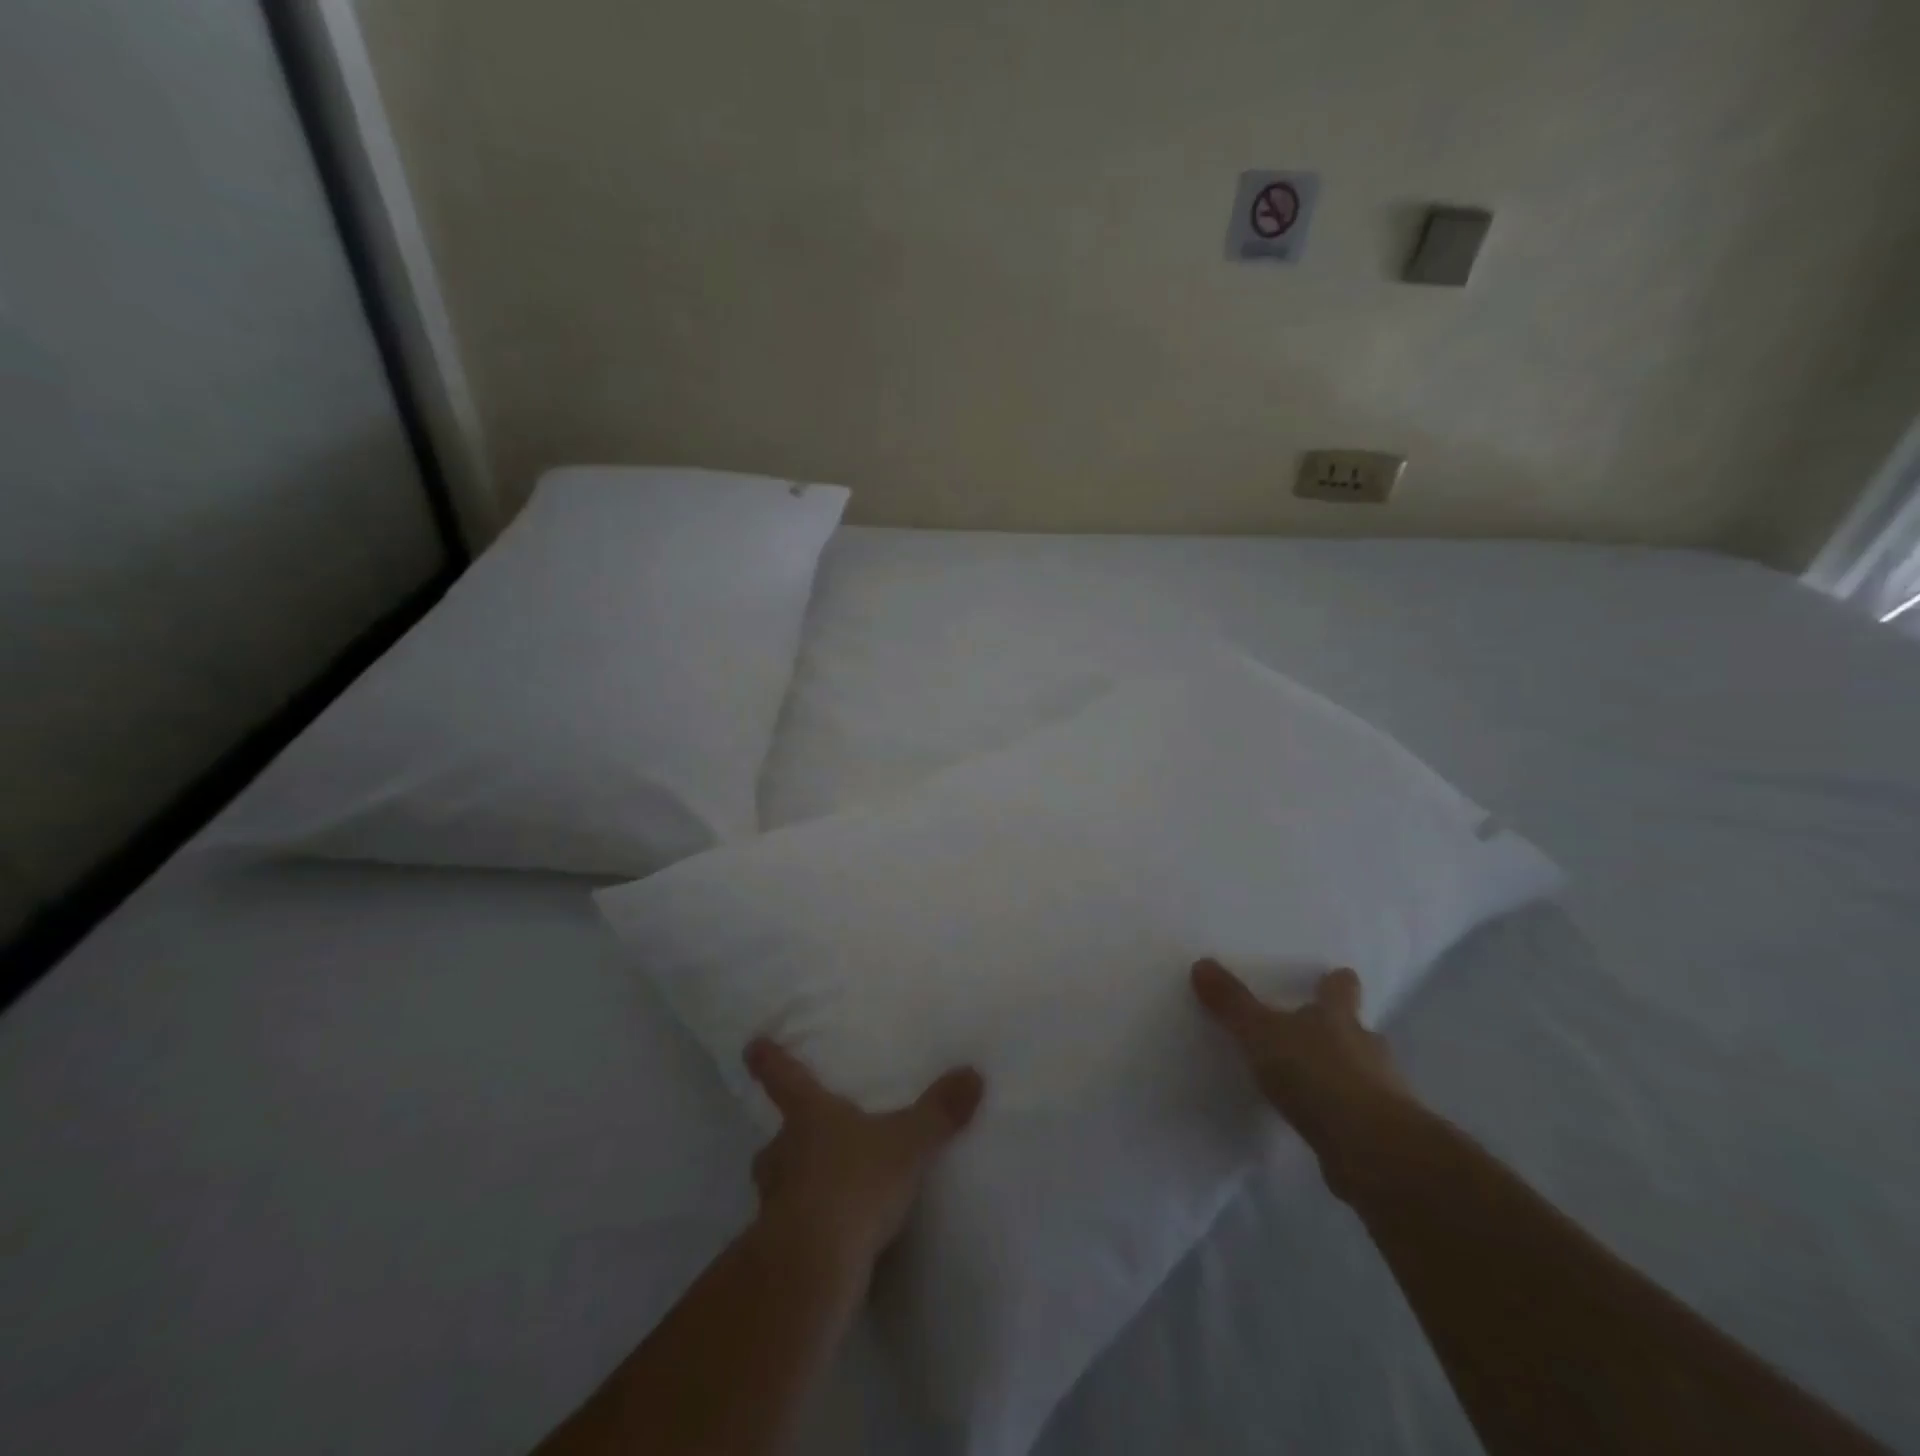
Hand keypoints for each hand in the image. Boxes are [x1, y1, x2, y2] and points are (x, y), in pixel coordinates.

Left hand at [743, 1038, 983, 1270]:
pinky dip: (807, 1230)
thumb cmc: (855, 1182)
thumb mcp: (908, 1142)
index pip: (785, 1079)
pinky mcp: (779, 1250)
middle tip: (803, 1142)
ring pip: (778, 1186)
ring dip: (793, 1187)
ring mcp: (775, 1204)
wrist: (814, 1265)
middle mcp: (784, 1154)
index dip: (769, 1061)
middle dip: (788, 1141)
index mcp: (809, 1117)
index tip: (752, 1045)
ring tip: (822, 1195)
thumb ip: (939, 1111)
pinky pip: (791, 1230)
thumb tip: (973, 1072)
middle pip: (777, 1141)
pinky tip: (831, 1241)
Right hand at [1191, 959, 1413, 1197]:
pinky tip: (1322, 1125)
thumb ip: (1232, 1003)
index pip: (1341, 989)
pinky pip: (1359, 1116)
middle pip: (1357, 1031)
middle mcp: (1366, 1048)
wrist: (1372, 1150)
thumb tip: (1202, 963)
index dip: (1337, 984)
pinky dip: (1343, 1116)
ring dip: (1343, 1076)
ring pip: (1363, 1074)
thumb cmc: (1317, 1074)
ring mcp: (1382, 1093)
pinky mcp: (1381, 1135)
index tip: (1336, 977)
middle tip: (1314, 1034)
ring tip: (1313, 1083)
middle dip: (1340, 1032)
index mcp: (1338, 1018)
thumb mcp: (1261, 1033)